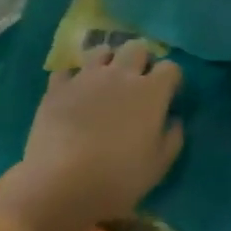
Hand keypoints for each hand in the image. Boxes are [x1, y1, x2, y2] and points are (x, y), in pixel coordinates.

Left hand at [0, 41, 182, 230]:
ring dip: (107, 61)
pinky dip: (72, 79)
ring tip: (104, 81)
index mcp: (150, 92)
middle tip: (137, 83)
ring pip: (101, 51)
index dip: (171, 80)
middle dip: (141, 61)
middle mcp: (119, 75)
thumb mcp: (158, 167)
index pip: (170, 68)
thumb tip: (174, 121)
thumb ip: (172, 139)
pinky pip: (67, 71)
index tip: (168, 96)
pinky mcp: (56, 88)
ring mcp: (85, 78)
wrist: (62, 182)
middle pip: (136, 48)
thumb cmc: (119, 178)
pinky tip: (73, 95)